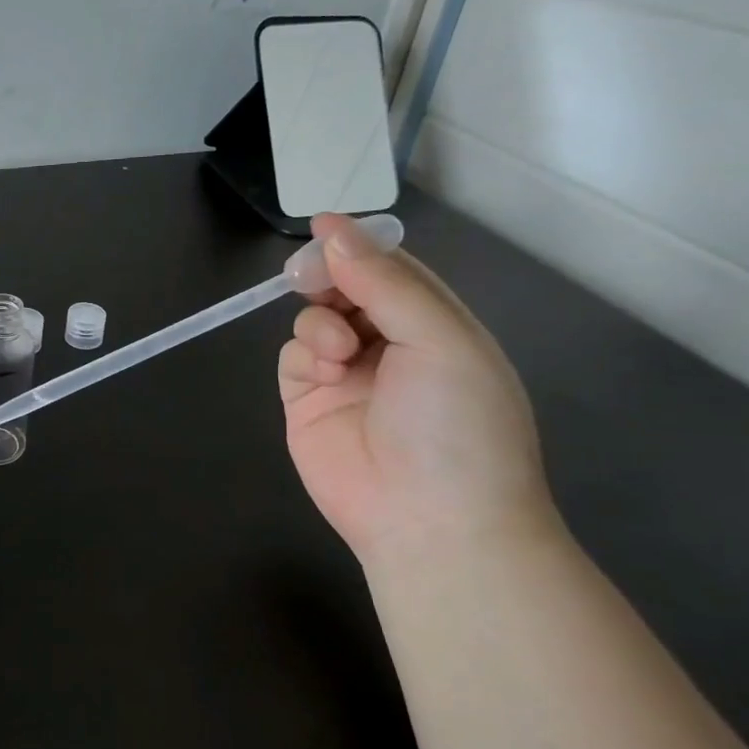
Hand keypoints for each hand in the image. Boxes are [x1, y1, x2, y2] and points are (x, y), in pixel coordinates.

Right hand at [279, 214, 556, 564]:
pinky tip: (324, 372)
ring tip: (338, 352)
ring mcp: (347, 375)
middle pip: (346, 290)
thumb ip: (385, 281)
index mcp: (437, 327)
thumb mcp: (440, 340)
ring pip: (313, 319)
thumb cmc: (455, 425)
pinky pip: (292, 356)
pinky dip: (303, 354)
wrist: (430, 522)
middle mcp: (391, 346)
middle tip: (315, 280)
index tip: (322, 226)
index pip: (394, 271)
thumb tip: (333, 228)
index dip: (360, 246)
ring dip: (319, 323)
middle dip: (330, 280)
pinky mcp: (308, 402)